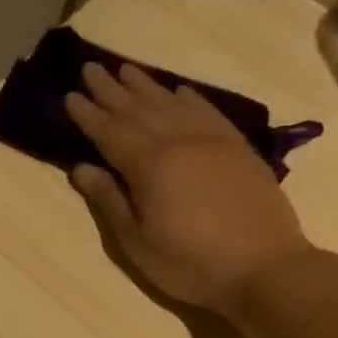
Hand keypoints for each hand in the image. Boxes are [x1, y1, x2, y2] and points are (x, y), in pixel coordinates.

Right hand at [65, 63, 313, 312]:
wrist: (267, 269)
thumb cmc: (191, 263)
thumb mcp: (137, 241)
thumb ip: (109, 199)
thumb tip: (81, 167)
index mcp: (150, 166)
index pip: (110, 132)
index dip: (88, 114)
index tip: (70, 95)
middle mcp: (179, 142)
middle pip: (138, 110)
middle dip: (111, 89)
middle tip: (90, 68)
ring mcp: (213, 142)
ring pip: (172, 104)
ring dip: (146, 86)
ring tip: (126, 69)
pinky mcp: (238, 149)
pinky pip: (209, 112)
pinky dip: (190, 98)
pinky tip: (179, 91)